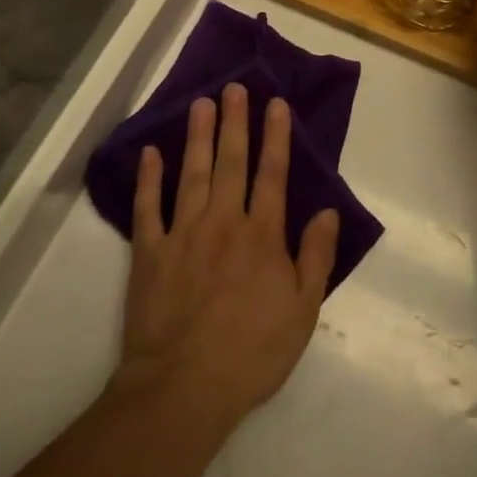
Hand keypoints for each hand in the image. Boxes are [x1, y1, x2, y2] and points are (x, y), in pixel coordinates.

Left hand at [117, 83, 340, 431]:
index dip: (275, 137)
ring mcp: (183, 234)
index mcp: (262, 235)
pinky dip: (149, 179)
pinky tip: (150, 153)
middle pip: (231, 163)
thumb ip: (316, 256)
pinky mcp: (149, 253)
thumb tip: (328, 211)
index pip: (272, 174)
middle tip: (234, 88)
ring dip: (197, 137)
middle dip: (235, 123)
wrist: (184, 389)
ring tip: (201, 103)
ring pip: (192, 174)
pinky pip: (149, 208)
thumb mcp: (303, 311)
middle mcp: (223, 223)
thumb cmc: (251, 353)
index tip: (275, 104)